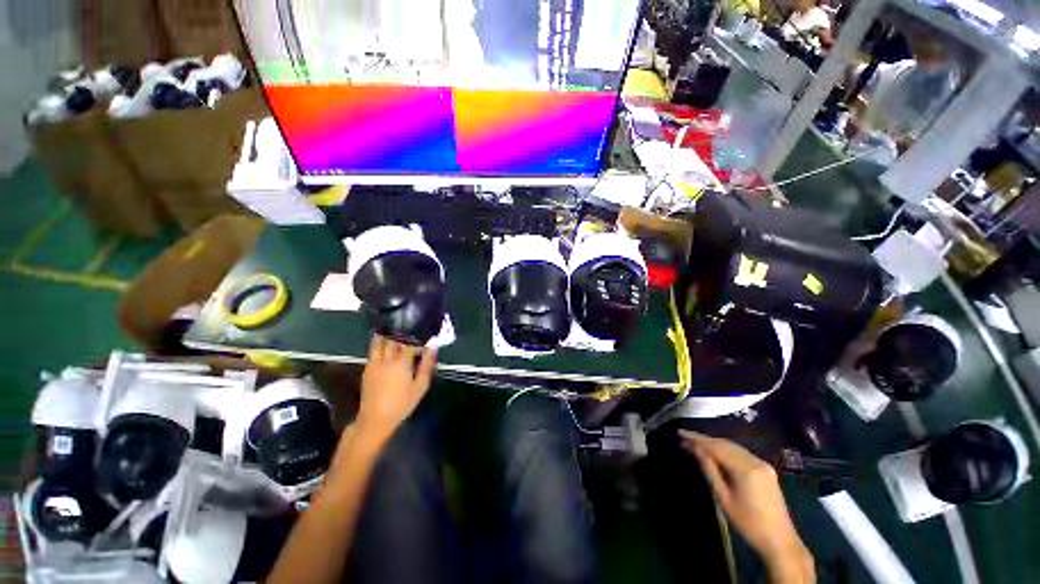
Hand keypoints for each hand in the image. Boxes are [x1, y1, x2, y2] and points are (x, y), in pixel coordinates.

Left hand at [355, 336, 436, 443]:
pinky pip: (373, 349)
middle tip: (411, 329)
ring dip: (388, 334)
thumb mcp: (420, 386)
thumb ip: (427, 365)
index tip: (426, 337)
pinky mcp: (367, 367)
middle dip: (402, 332)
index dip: (418, 337)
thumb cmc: (402, 403)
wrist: (376, 418)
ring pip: (380, 341)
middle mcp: (387, 358)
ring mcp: (375, 362)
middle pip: (393, 338)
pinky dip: (379, 343)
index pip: (410, 342)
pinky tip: (385, 343)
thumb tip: (433, 348)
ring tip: (396, 330)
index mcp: (401, 362)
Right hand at [681, 431, 813, 582]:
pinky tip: (715, 452)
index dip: (697, 438)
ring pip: (733, 447)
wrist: (780, 540)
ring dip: (714, 444)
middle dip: (704, 439)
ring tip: (696, 443)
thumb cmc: (748, 523)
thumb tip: (695, 449)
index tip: (680, 433)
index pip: (716, 447)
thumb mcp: (723, 498)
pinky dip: (726, 450)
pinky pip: (741, 453)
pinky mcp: (766, 469)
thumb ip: (709, 470)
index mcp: (746, 468)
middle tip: (685, 438)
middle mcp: (756, 461)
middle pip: (725, 444)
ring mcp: (763, 464)